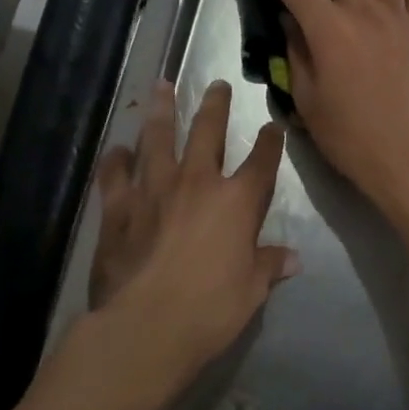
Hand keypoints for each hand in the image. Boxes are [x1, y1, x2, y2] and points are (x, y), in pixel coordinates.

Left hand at [84, 78, 296, 380]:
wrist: (147, 325)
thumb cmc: (210, 309)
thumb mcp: (251, 291)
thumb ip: (268, 266)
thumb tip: (292, 258)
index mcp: (236, 202)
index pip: (261, 163)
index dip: (269, 143)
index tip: (272, 127)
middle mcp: (196, 183)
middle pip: (208, 132)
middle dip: (215, 106)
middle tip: (217, 84)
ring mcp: (153, 190)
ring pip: (158, 138)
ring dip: (161, 111)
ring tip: (161, 86)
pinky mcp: (119, 207)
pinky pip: (115, 175)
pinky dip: (116, 160)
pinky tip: (117, 149)